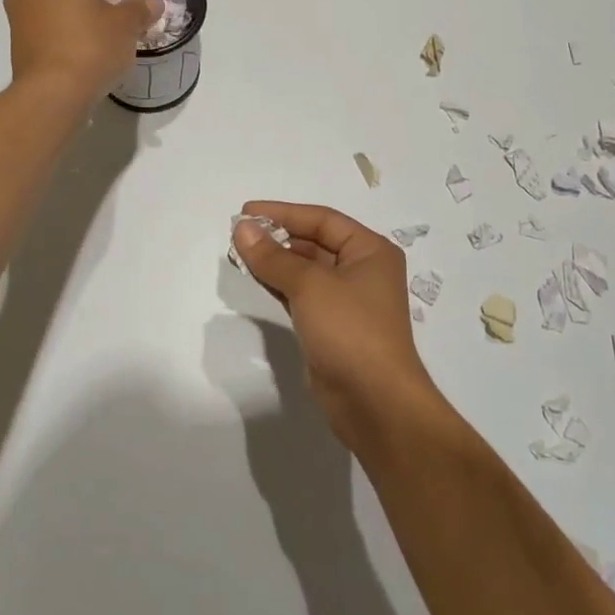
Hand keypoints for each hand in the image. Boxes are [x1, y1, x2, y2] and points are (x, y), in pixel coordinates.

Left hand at [3, 0, 159, 101]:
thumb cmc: (91, 48)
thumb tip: (152, 2)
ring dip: (90, 16)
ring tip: (116, 33)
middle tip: (134, 13)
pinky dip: (75, 33)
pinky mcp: (20, 45)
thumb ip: (140, 7)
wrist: (53, 96)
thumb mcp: (126, 24)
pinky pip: (55, 29)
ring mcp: (20, 18)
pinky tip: (94, 48)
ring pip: (65, 9)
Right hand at [233, 202, 451, 456]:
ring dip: (275, 261)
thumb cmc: (350, 331)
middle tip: (238, 234)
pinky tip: (256, 278)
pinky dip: (280, 285)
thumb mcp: (309, 286)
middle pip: (314, 243)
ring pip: (306, 271)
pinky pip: (302, 296)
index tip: (246, 211)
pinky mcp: (332, 328)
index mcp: (370, 251)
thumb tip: (242, 228)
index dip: (283, 213)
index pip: (321, 220)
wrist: (375, 403)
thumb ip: (273, 256)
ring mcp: (348, 302)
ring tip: (240, 253)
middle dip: (277, 237)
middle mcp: (362, 270)